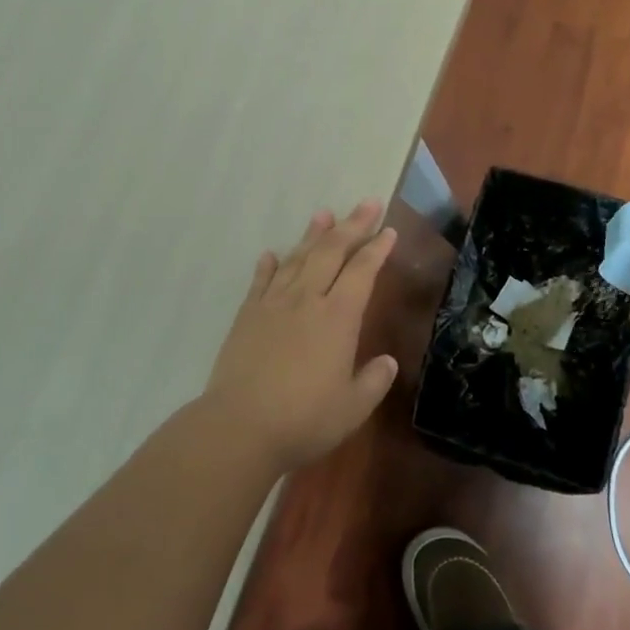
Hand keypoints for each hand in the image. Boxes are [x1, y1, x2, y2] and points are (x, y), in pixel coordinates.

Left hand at [203, 201, 399, 471]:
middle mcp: (307, 299)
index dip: (377, 249)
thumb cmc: (304, 419)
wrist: (240, 427)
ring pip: (297, 258)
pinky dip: (268, 265)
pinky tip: (271, 254)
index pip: (363, 271)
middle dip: (352, 225)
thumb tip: (387, 362)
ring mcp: (273, 304)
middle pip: (332, 251)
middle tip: (367, 203)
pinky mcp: (247, 315)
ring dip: (312, 234)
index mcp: (338, 317)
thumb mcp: (352, 408)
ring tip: (324, 214)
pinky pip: (261, 281)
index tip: (389, 231)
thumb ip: (373, 381)